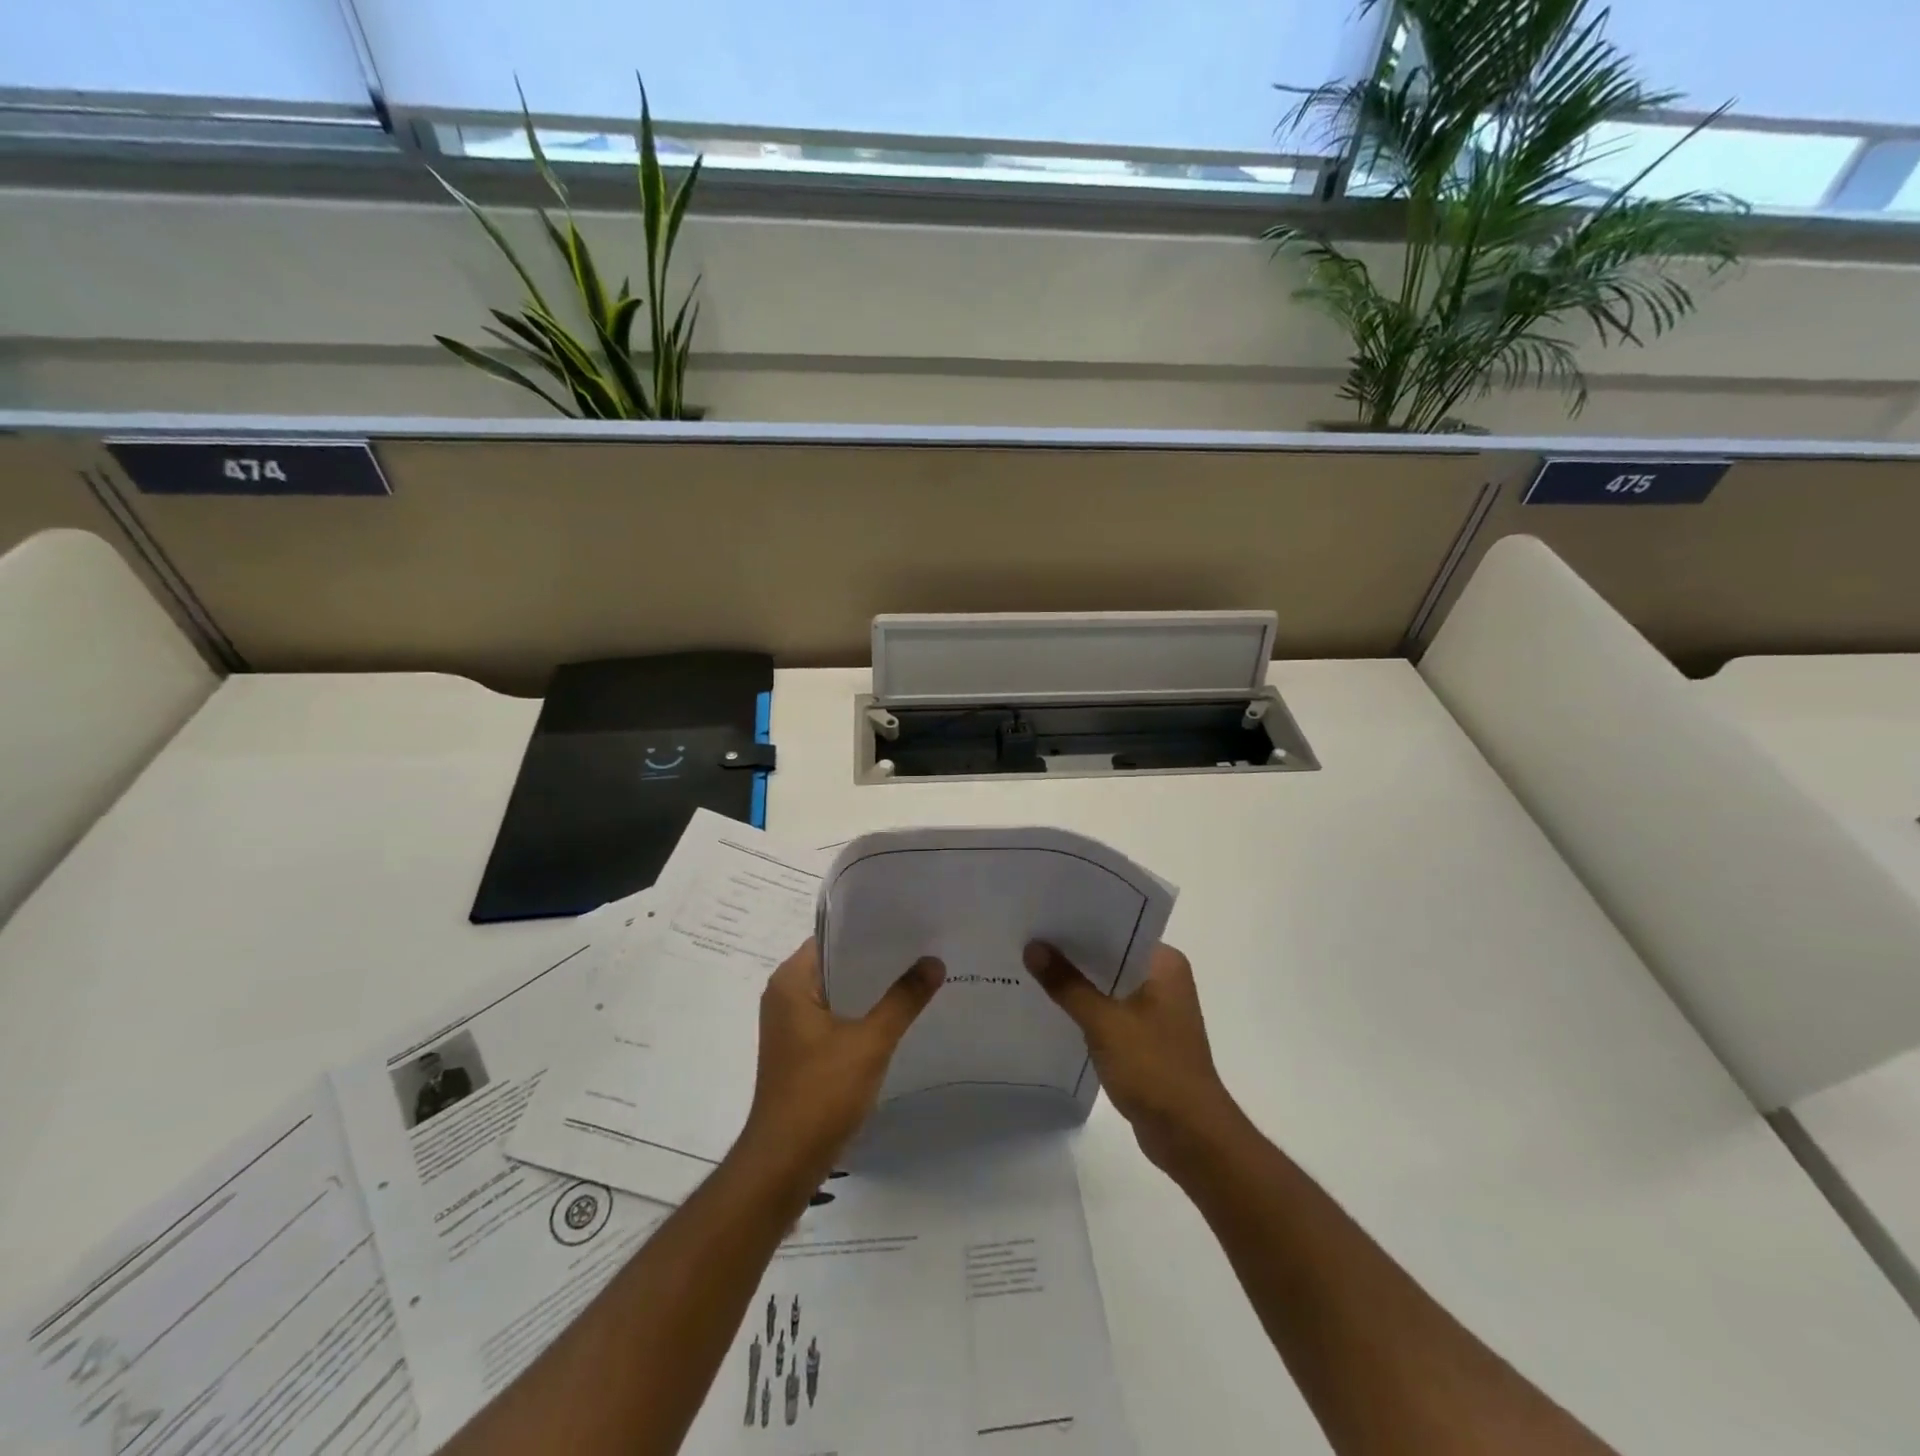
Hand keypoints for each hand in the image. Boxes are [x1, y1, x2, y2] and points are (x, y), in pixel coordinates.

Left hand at [739, 938, 944, 1185]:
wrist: (784, 1162)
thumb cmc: (820, 1093)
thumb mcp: (870, 1042)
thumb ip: (903, 999)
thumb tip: (934, 961)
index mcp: (790, 982)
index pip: (831, 936)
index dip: (868, 928)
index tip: (907, 921)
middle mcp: (785, 996)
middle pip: (836, 963)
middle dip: (876, 957)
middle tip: (922, 944)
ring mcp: (791, 1025)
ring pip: (838, 991)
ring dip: (871, 987)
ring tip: (917, 973)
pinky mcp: (801, 1050)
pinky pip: (835, 1016)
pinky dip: (862, 1012)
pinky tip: (896, 1013)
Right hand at [1023, 941, 1241, 1172]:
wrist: (1190, 1136)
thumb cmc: (1154, 1068)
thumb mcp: (1104, 1022)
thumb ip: (1067, 984)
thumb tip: (1033, 947)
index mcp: (1165, 963)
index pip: (1120, 926)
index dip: (1082, 920)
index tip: (1045, 912)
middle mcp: (1164, 979)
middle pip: (1111, 954)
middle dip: (1074, 951)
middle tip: (1029, 936)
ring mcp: (1157, 1010)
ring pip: (1109, 984)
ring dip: (1079, 981)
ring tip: (1033, 966)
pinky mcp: (1146, 1037)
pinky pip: (1110, 1010)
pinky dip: (1087, 1008)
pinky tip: (1053, 1006)